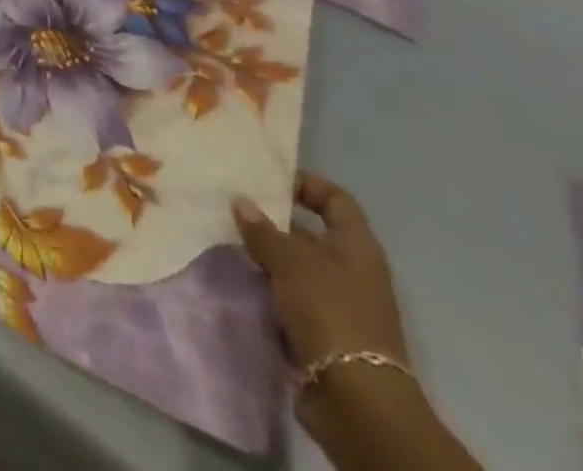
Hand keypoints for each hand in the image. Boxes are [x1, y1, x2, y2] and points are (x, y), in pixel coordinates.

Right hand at [236, 177, 481, 470]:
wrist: (356, 400)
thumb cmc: (330, 313)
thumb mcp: (291, 261)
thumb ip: (263, 230)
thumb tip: (242, 203)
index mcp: (356, 247)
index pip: (336, 199)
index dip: (306, 184)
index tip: (267, 181)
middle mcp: (351, 271)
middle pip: (311, 233)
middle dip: (273, 222)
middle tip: (232, 209)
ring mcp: (338, 304)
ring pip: (296, 267)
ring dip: (266, 257)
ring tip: (226, 241)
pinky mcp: (322, 332)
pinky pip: (290, 297)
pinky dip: (268, 288)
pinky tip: (238, 278)